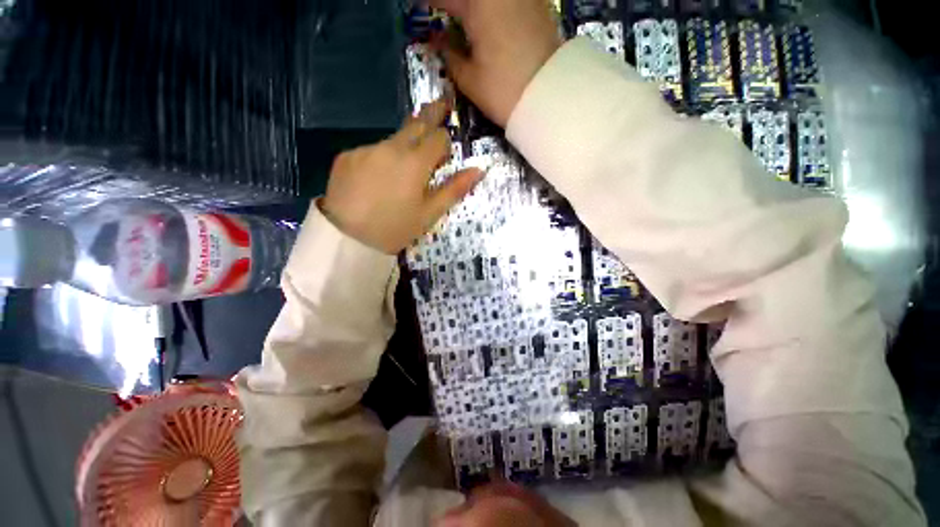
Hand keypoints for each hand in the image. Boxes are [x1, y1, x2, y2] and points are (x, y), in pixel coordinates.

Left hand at [320, 98, 482, 254]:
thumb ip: (454, 189)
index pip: (438, 137)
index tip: (444, 154)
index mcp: (415, 162)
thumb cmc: (395, 229)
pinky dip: (380, 160)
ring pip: (393, 140)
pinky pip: (371, 152)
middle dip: (431, 113)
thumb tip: (478, 169)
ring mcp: (366, 149)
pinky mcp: (347, 156)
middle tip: (442, 103)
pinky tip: (375, 181)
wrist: (347, 239)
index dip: (444, 142)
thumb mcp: (429, 214)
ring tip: (399, 175)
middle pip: (416, 123)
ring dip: (403, 148)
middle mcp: (391, 147)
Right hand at [430, 0, 562, 127]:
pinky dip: (490, 8)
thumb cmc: (505, 91)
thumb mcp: (470, 80)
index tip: (420, 10)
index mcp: (478, 4)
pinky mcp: (537, 5)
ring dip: (472, 8)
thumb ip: (449, 56)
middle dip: (453, 6)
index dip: (429, 4)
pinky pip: (505, 2)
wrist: (551, 98)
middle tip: (443, 15)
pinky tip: (485, 20)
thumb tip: (437, 42)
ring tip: (462, 20)